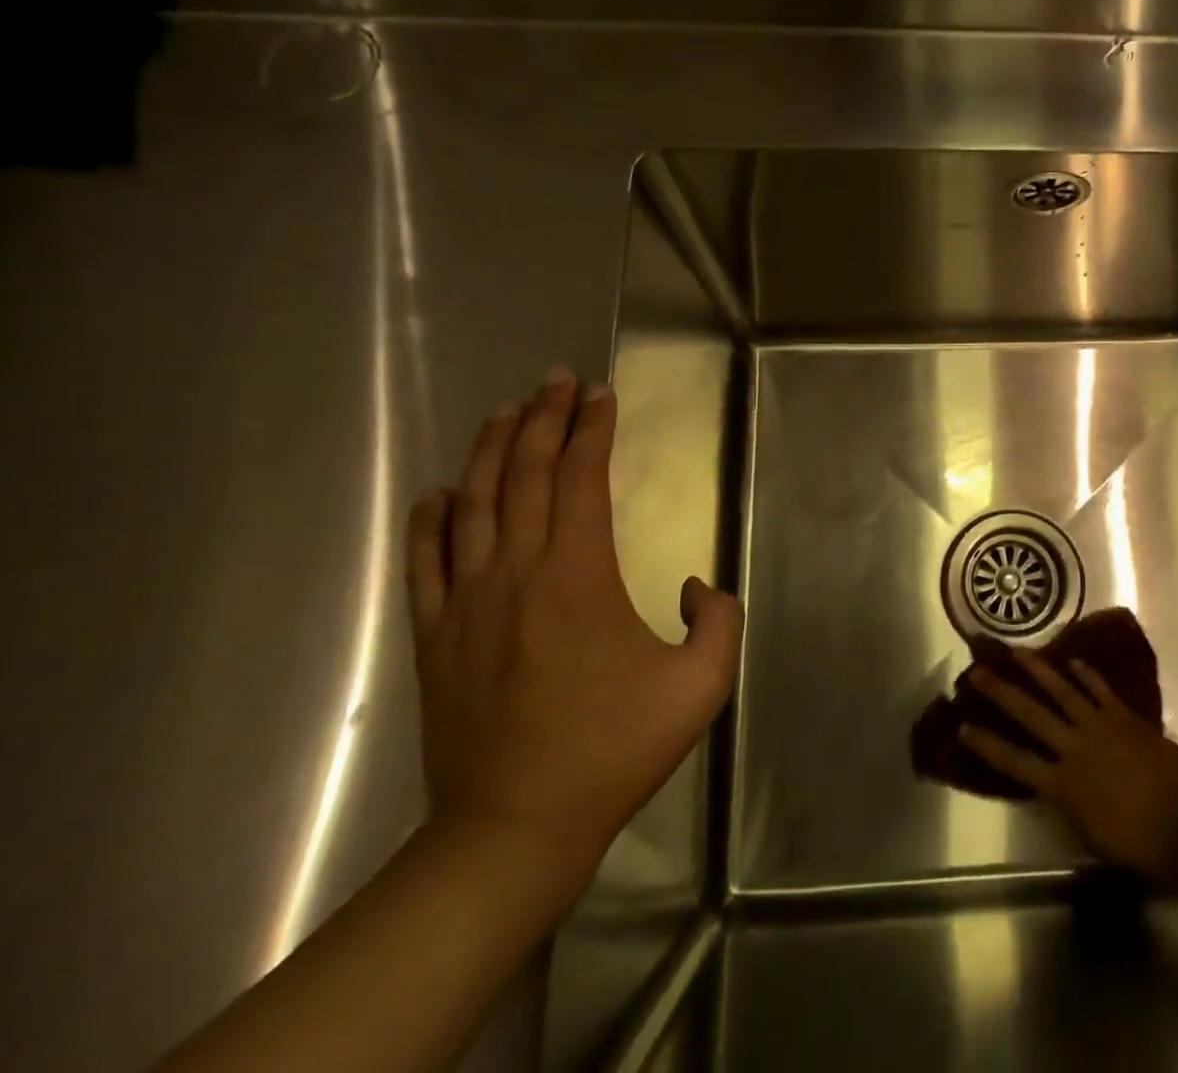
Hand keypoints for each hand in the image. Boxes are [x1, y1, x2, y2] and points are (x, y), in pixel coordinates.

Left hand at [406, 369, 743, 885]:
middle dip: (544, 419)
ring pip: (474, 504)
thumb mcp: (701, 685)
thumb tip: (693, 585)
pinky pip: (426, 561)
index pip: (582, 479)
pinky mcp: (435, 635)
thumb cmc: (613, 751)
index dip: (593, 429)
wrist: (514, 829)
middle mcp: (516, 572)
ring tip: (507, 410)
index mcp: (578, 576)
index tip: (601, 394)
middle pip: (525, 475)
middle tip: (557, 380)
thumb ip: (718, 619)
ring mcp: (466, 602)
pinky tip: (440, 493)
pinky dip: (431, 519)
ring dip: (491, 450)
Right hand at [961, 654, 1177, 885]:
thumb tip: (1056, 788)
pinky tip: (1072, 661)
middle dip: (1001, 693)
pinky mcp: (1126, 717)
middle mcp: (1075, 748)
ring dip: (1038, 671)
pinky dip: (1086, 674)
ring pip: (1062, 691)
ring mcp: (1101, 726)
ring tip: (1018, 652)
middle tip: (977, 671)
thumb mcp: (1094, 838)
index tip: (961, 726)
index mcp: (1064, 786)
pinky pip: (1100, 690)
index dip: (986, 744)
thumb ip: (1071, 808)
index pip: (1015, 762)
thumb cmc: (1144, 846)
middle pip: (1031, 715)